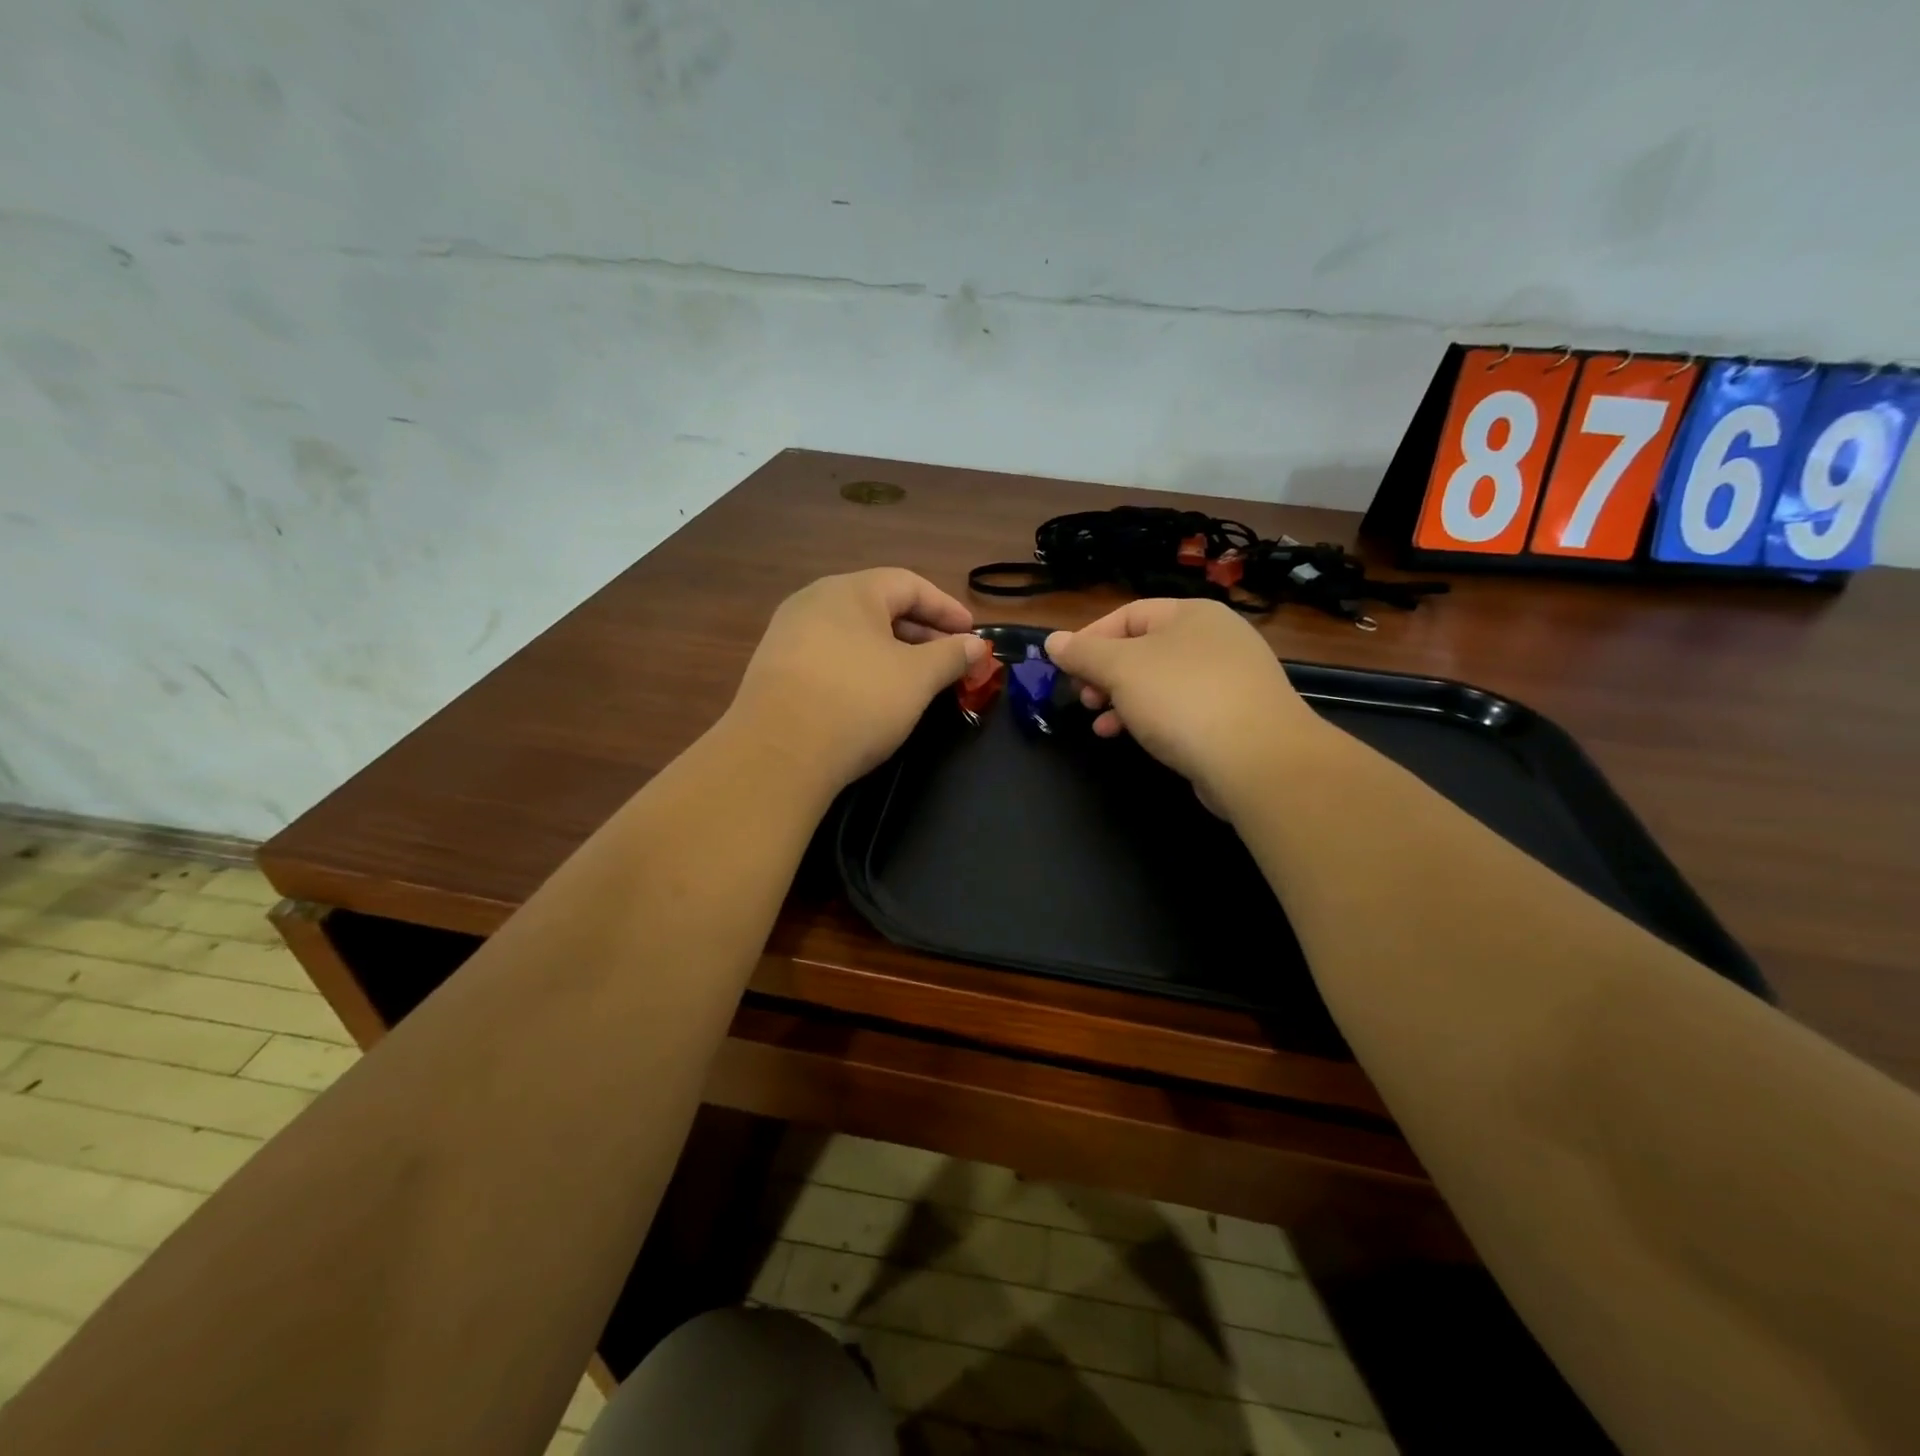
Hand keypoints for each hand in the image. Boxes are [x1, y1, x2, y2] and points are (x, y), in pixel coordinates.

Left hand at [728, 569, 990, 791]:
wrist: (777, 753)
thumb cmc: (858, 700)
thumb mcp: (917, 678)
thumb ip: (951, 655)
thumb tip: (976, 645)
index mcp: (850, 590)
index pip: (909, 584)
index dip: (946, 607)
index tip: (972, 633)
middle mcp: (814, 601)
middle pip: (878, 606)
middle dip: (920, 632)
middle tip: (949, 659)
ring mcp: (788, 635)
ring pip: (853, 633)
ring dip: (891, 651)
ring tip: (916, 679)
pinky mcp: (774, 669)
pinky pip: (830, 656)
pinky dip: (861, 667)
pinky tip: (872, 696)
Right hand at [1045, 599, 1318, 811]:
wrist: (1258, 759)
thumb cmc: (1182, 698)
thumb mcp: (1121, 669)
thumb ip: (1083, 653)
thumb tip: (1053, 641)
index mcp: (1192, 614)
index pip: (1129, 614)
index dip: (1091, 639)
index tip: (1065, 668)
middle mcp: (1215, 639)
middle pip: (1144, 649)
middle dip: (1105, 674)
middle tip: (1083, 698)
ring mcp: (1230, 679)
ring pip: (1161, 682)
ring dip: (1123, 701)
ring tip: (1100, 725)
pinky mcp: (1236, 717)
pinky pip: (1182, 709)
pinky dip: (1152, 718)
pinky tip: (1133, 738)